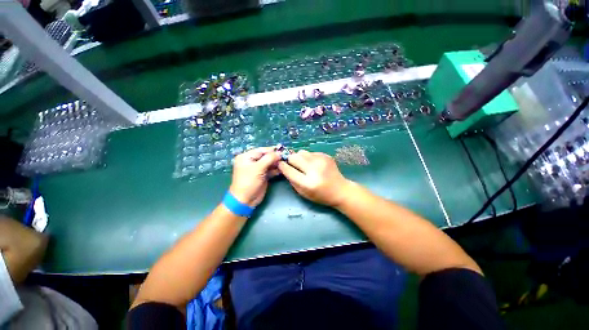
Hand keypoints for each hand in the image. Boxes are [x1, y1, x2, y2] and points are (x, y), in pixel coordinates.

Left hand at [229, 146, 280, 206]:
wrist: (245, 200)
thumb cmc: (248, 182)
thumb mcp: (258, 168)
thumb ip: (269, 159)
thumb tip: (279, 153)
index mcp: (246, 157)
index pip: (261, 150)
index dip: (272, 150)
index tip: (283, 150)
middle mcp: (252, 161)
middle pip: (266, 156)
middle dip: (276, 157)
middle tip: (286, 156)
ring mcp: (257, 169)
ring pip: (269, 163)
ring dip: (277, 163)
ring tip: (286, 162)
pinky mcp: (262, 176)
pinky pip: (270, 170)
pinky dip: (276, 170)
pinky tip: (283, 169)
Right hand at [278, 150, 353, 206]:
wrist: (340, 190)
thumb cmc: (320, 195)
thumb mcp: (303, 193)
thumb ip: (292, 180)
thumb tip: (284, 167)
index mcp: (308, 183)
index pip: (289, 170)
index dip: (282, 166)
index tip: (280, 164)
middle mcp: (314, 170)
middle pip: (294, 157)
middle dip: (290, 160)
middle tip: (292, 164)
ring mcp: (321, 161)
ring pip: (301, 152)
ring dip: (299, 158)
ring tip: (304, 165)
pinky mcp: (326, 156)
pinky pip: (310, 152)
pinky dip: (308, 157)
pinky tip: (313, 164)